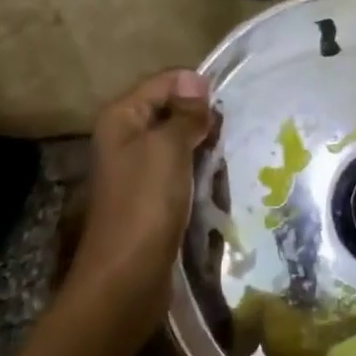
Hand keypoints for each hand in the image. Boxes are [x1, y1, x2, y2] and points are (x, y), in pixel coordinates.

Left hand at [68, 69, 218, 331]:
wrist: (127, 276)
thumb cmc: (146, 203)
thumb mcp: (169, 147)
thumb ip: (185, 113)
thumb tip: (197, 80)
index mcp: (122, 117)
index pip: (165, 82)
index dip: (196, 88)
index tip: (228, 105)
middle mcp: (126, 138)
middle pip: (171, 111)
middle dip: (202, 119)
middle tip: (232, 132)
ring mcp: (138, 169)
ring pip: (179, 143)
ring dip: (203, 148)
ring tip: (229, 155)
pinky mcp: (151, 197)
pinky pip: (180, 171)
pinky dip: (198, 172)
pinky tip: (219, 180)